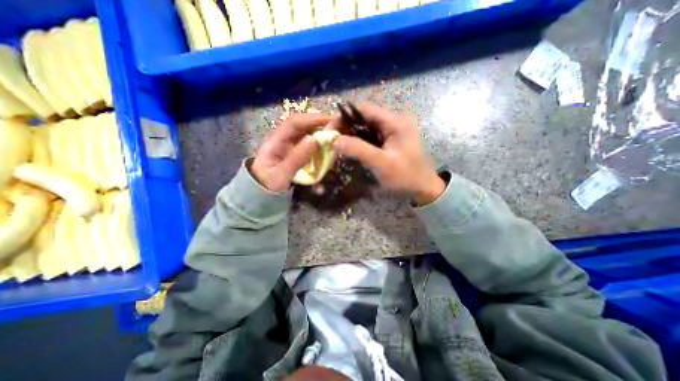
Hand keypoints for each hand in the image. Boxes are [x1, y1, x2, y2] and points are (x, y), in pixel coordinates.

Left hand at [252, 111, 331, 191]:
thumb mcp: (280, 175)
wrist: (265, 194)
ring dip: (324, 134)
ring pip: (310, 134)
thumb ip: (295, 159)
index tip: (330, 120)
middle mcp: (286, 139)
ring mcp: (293, 146)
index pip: (294, 122)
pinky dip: (323, 145)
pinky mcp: (300, 154)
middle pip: (304, 126)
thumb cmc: (269, 184)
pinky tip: (332, 148)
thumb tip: (313, 139)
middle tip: (340, 127)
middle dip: (321, 124)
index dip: (312, 118)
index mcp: (276, 140)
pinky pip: (313, 145)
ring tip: (339, 136)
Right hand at [334, 102, 447, 205]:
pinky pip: (369, 135)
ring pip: (364, 126)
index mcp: (394, 121)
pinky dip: (357, 140)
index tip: (329, 131)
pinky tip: (350, 148)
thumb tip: (334, 140)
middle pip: (362, 116)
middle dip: (345, 126)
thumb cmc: (406, 176)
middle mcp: (393, 120)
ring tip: (337, 145)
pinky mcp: (389, 139)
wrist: (422, 188)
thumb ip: (358, 150)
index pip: (363, 109)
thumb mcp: (382, 163)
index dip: (343, 117)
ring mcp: (391, 129)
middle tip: (331, 141)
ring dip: (350, 134)